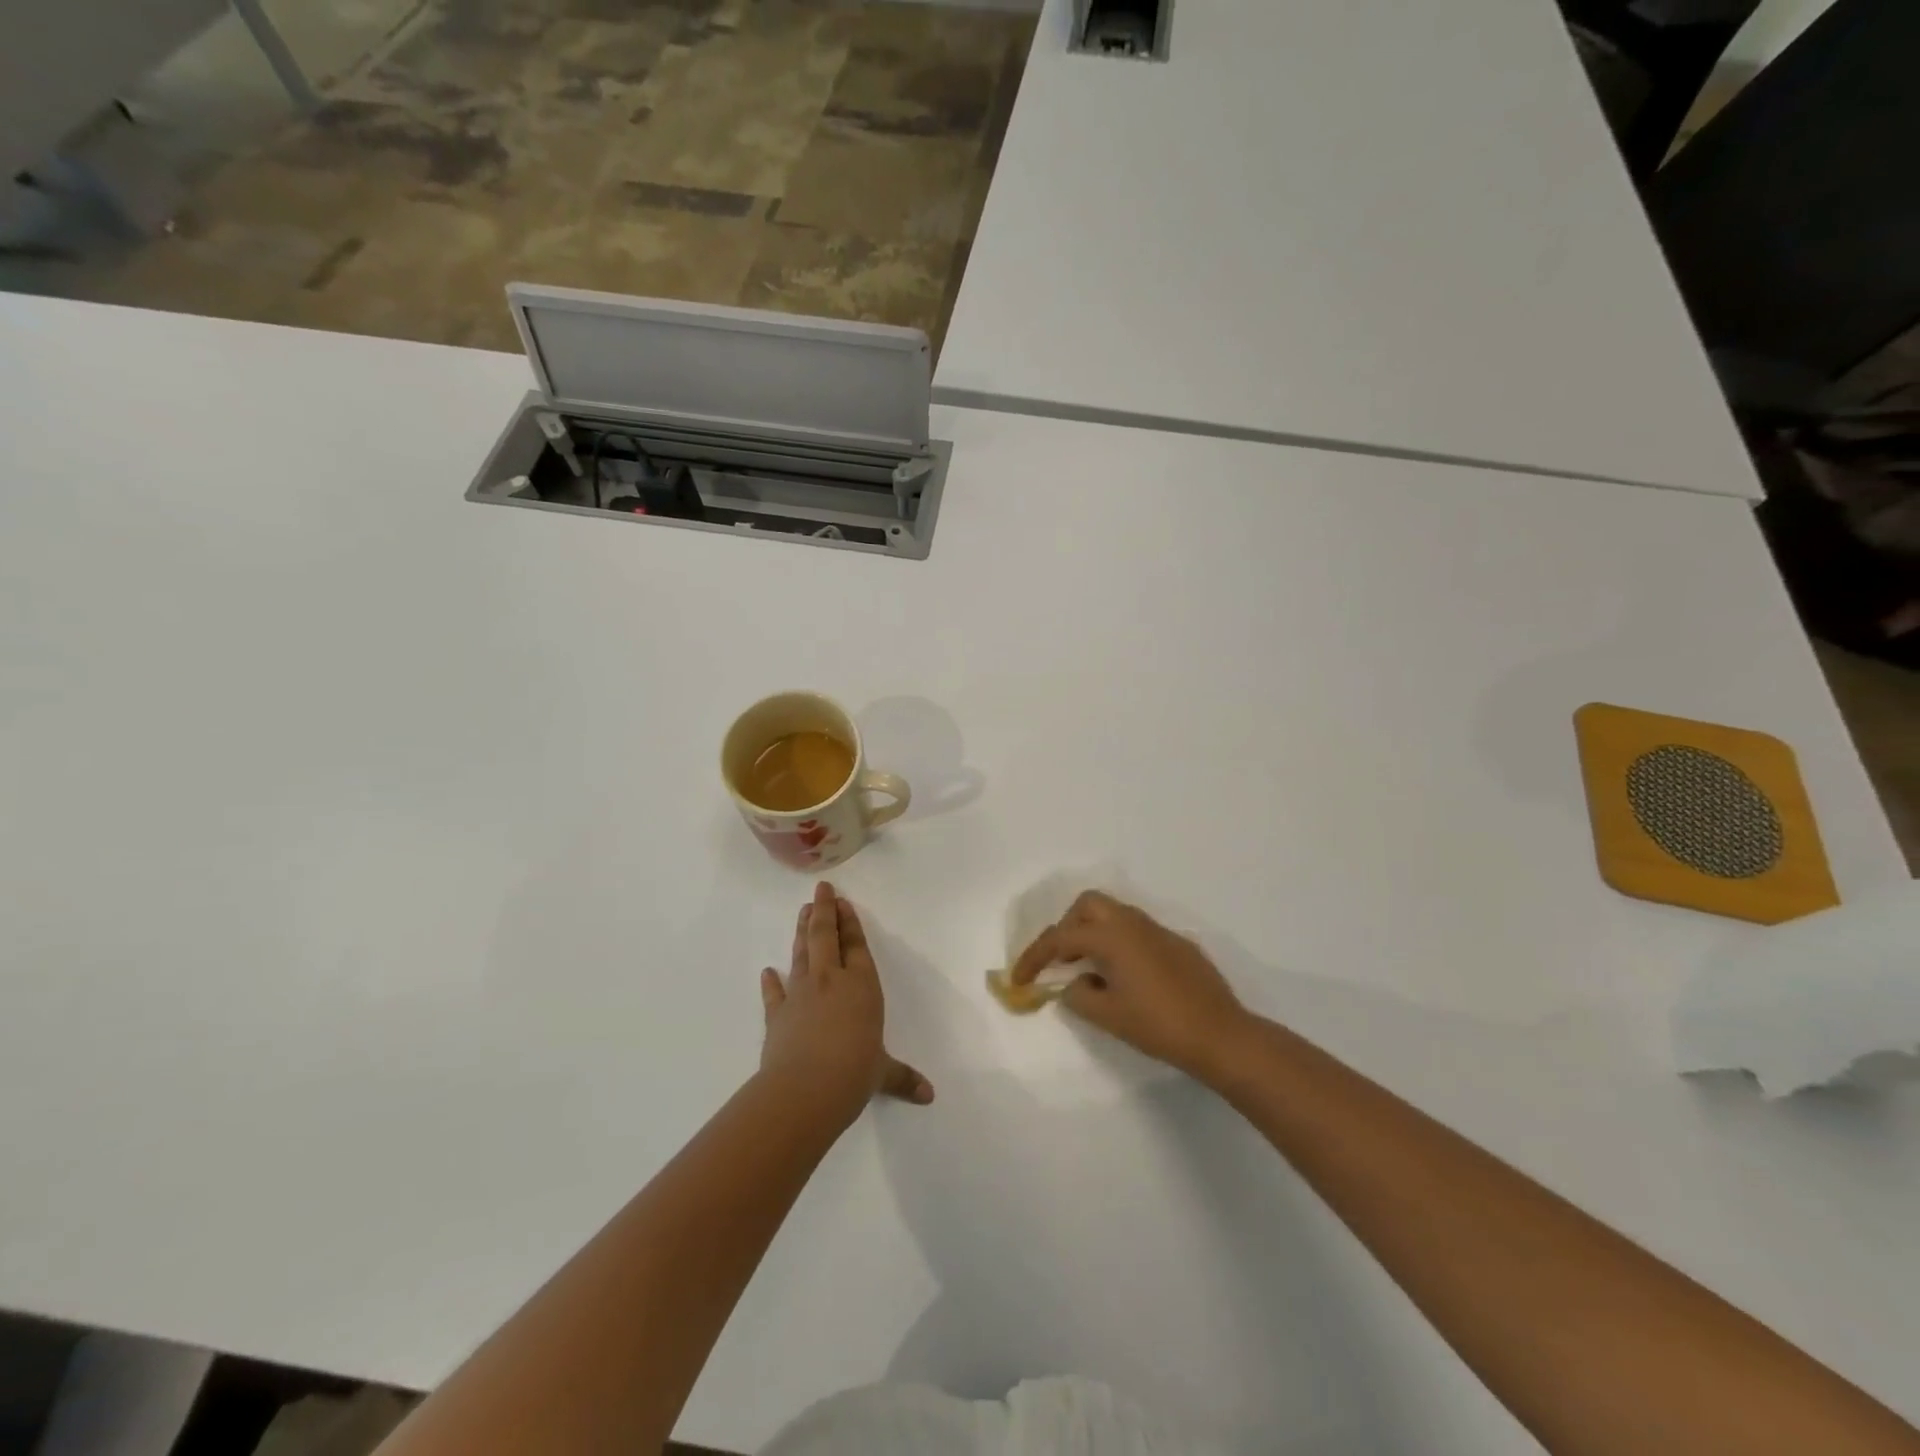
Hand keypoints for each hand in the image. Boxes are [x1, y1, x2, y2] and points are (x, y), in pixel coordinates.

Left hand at [759, 882, 933, 1125]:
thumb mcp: (882, 1073)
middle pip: (825, 936)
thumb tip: (928, 1096)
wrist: (804, 1090)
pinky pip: (774, 992)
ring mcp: (800, 994)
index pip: (855, 945)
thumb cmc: (853, 1073)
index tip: (842, 901)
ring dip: (801, 932)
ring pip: (801, 954)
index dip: (849, 922)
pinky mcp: (777, 1014)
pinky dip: (771, 982)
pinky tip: (768, 971)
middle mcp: (830, 980)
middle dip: (823, 911)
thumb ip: (903, 1077)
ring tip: (802, 912)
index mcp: (861, 985)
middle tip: (820, 891)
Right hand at [1010, 891, 1250, 1082]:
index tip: (1019, 979)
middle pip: (1088, 905)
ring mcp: (1159, 931)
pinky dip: (1119, 944)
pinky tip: (1126, 978)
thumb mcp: (1107, 1015)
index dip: (1034, 956)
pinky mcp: (1178, 945)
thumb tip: (1073, 984)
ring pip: (1115, 915)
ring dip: (1094, 933)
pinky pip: (1137, 932)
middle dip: (1067, 927)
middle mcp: (1133, 923)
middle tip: (1061, 960)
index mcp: (1112, 935)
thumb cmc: (1158, 1024)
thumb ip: (1078, 995)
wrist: (1220, 1035)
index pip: (1060, 937)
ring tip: (1089, 970)